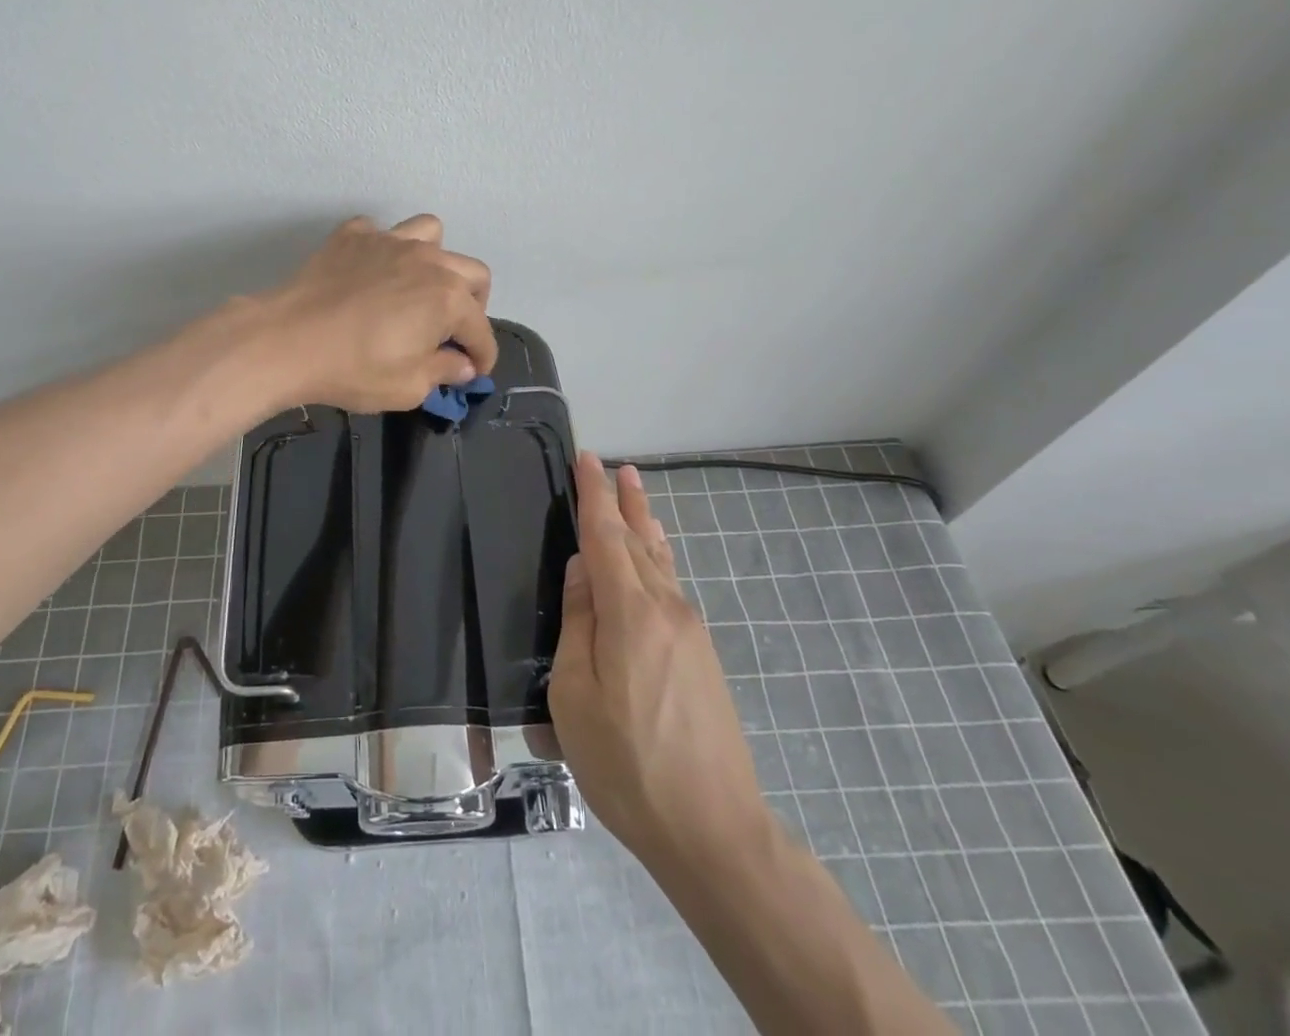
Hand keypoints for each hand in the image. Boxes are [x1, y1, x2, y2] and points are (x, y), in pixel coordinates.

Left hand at [260, 214, 496, 413]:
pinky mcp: (353, 235)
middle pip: (472, 273)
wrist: (286, 340)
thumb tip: (462, 364)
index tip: (474, 371)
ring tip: (421, 287)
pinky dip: (384, 250)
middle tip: (453, 332)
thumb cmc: (353, 369)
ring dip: (437, 261)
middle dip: (473, 305)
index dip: (483, 355)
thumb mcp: (408, 387)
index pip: (481, 329)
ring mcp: (389, 240)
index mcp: (448, 298)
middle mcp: (428, 260)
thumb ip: (443, 372)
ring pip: (432, 234)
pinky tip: (371, 273)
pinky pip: (381, 232)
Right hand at [548, 453, 769, 870]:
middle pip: (639, 541)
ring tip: (637, 497)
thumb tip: (582, 569)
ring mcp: (691, 632)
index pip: (605, 536)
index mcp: (631, 612)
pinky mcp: (702, 657)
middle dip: (625, 502)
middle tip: (618, 468)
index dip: (594, 495)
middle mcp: (667, 608)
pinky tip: (655, 561)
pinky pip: (672, 586)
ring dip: (645, 525)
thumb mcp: (575, 694)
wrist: (714, 829)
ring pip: (661, 562)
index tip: (587, 459)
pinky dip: (658, 559)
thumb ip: (578, 623)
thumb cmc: (627, 763)